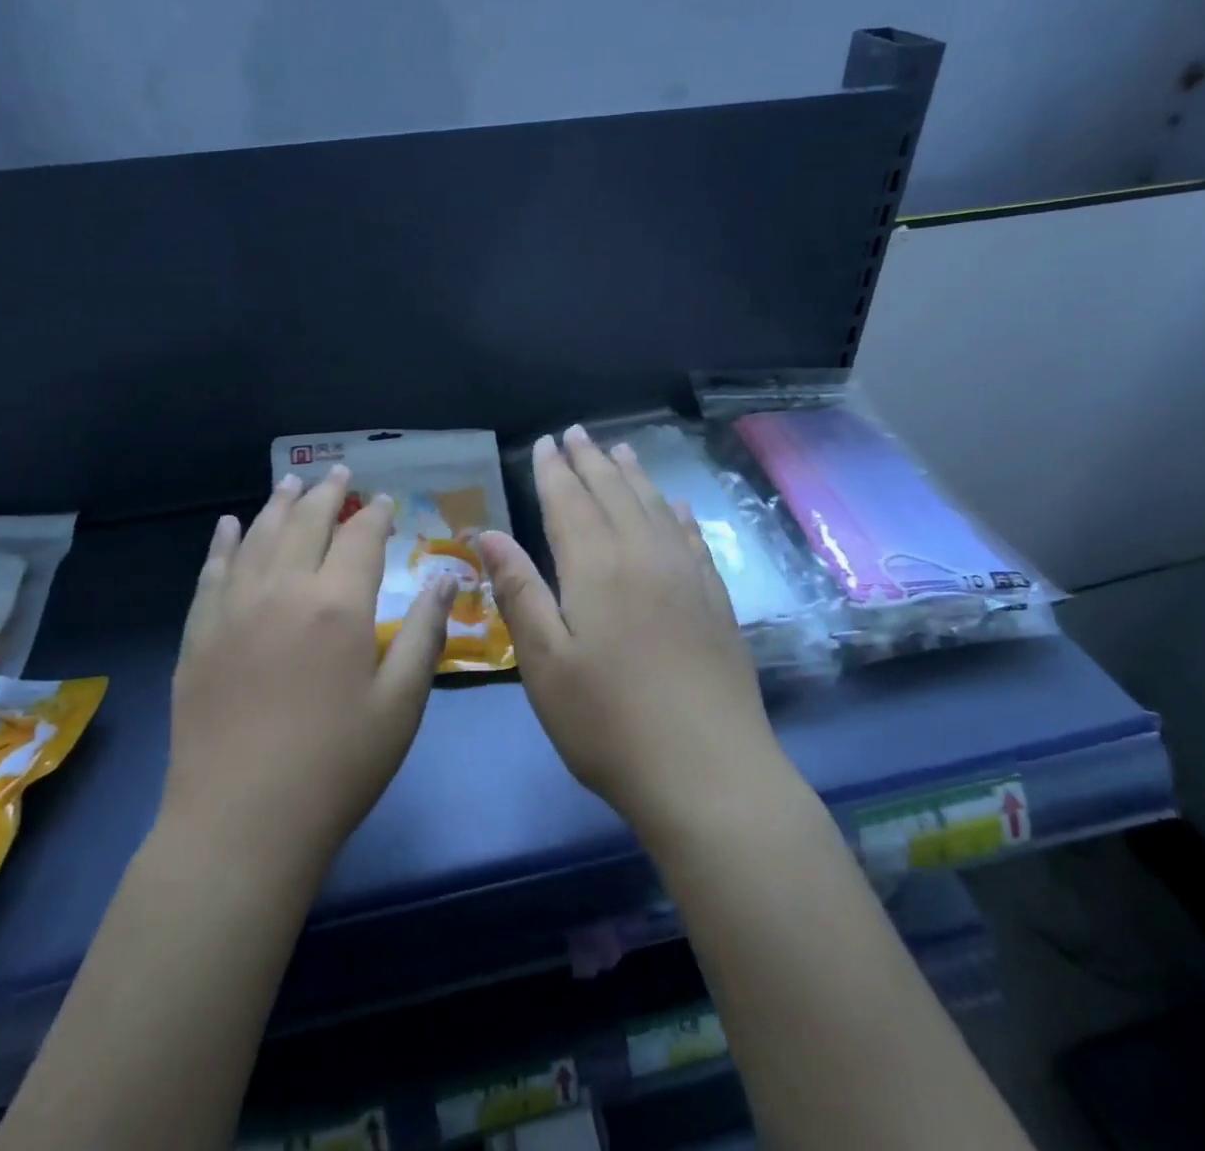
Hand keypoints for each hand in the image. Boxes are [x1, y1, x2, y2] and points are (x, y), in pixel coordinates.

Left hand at [161, 467, 456, 873]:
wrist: (241, 823)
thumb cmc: (336, 767)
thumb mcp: (400, 704)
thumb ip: (424, 633)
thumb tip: (446, 579)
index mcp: (338, 604)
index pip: (360, 538)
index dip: (374, 514)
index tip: (383, 501)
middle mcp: (283, 590)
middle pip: (306, 523)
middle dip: (326, 493)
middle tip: (337, 472)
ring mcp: (234, 609)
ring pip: (258, 537)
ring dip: (278, 505)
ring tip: (291, 482)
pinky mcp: (199, 635)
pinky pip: (212, 573)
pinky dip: (223, 544)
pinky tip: (227, 526)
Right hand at [479, 426, 786, 844]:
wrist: (709, 773)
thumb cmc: (608, 723)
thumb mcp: (545, 663)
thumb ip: (518, 591)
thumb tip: (489, 533)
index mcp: (596, 566)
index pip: (569, 501)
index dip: (554, 470)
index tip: (545, 441)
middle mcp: (643, 555)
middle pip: (614, 493)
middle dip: (591, 460)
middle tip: (576, 432)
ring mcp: (686, 575)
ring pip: (654, 507)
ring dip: (634, 475)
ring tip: (620, 449)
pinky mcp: (715, 600)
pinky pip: (693, 539)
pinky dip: (678, 514)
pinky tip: (676, 505)